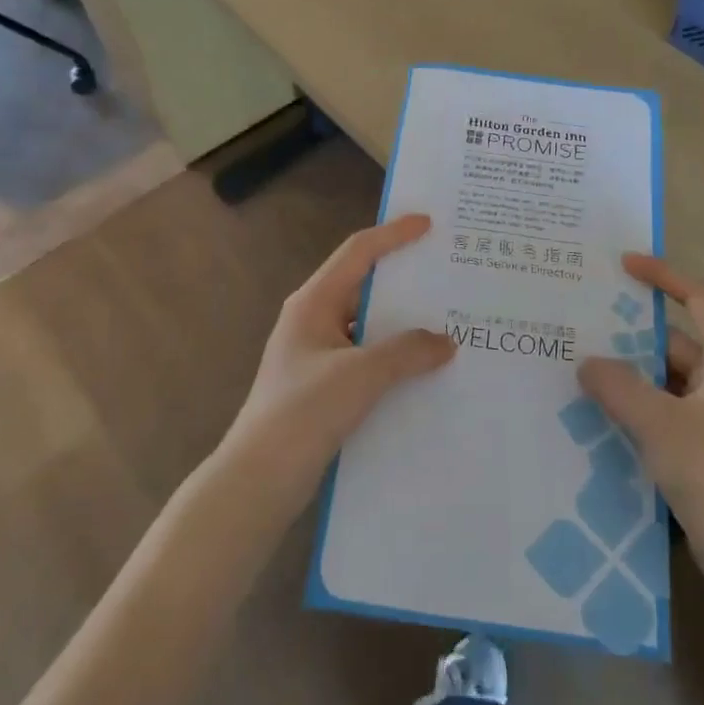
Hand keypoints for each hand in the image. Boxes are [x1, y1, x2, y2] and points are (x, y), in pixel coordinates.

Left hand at [222, 214, 455, 506]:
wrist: (258, 480)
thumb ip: (406, 352)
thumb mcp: (361, 376)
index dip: (393, 234)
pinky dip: (393, 355)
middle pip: (364, 284)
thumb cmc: (303, 413)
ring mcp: (316, 354)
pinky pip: (366, 356)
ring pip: (367, 324)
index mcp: (314, 302)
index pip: (358, 252)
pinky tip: (423, 368)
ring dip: (402, 322)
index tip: (428, 224)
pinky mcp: (322, 385)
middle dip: (404, 278)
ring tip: (445, 320)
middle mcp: (313, 320)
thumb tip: (445, 341)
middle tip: (445, 272)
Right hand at [578, 254, 703, 563]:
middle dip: (631, 335)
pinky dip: (640, 405)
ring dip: (632, 374)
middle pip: (675, 341)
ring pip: (668, 378)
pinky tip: (604, 415)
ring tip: (583, 371)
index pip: (698, 299)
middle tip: (584, 327)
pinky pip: (669, 409)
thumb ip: (618, 386)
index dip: (663, 276)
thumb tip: (587, 362)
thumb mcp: (658, 424)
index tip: (624, 265)